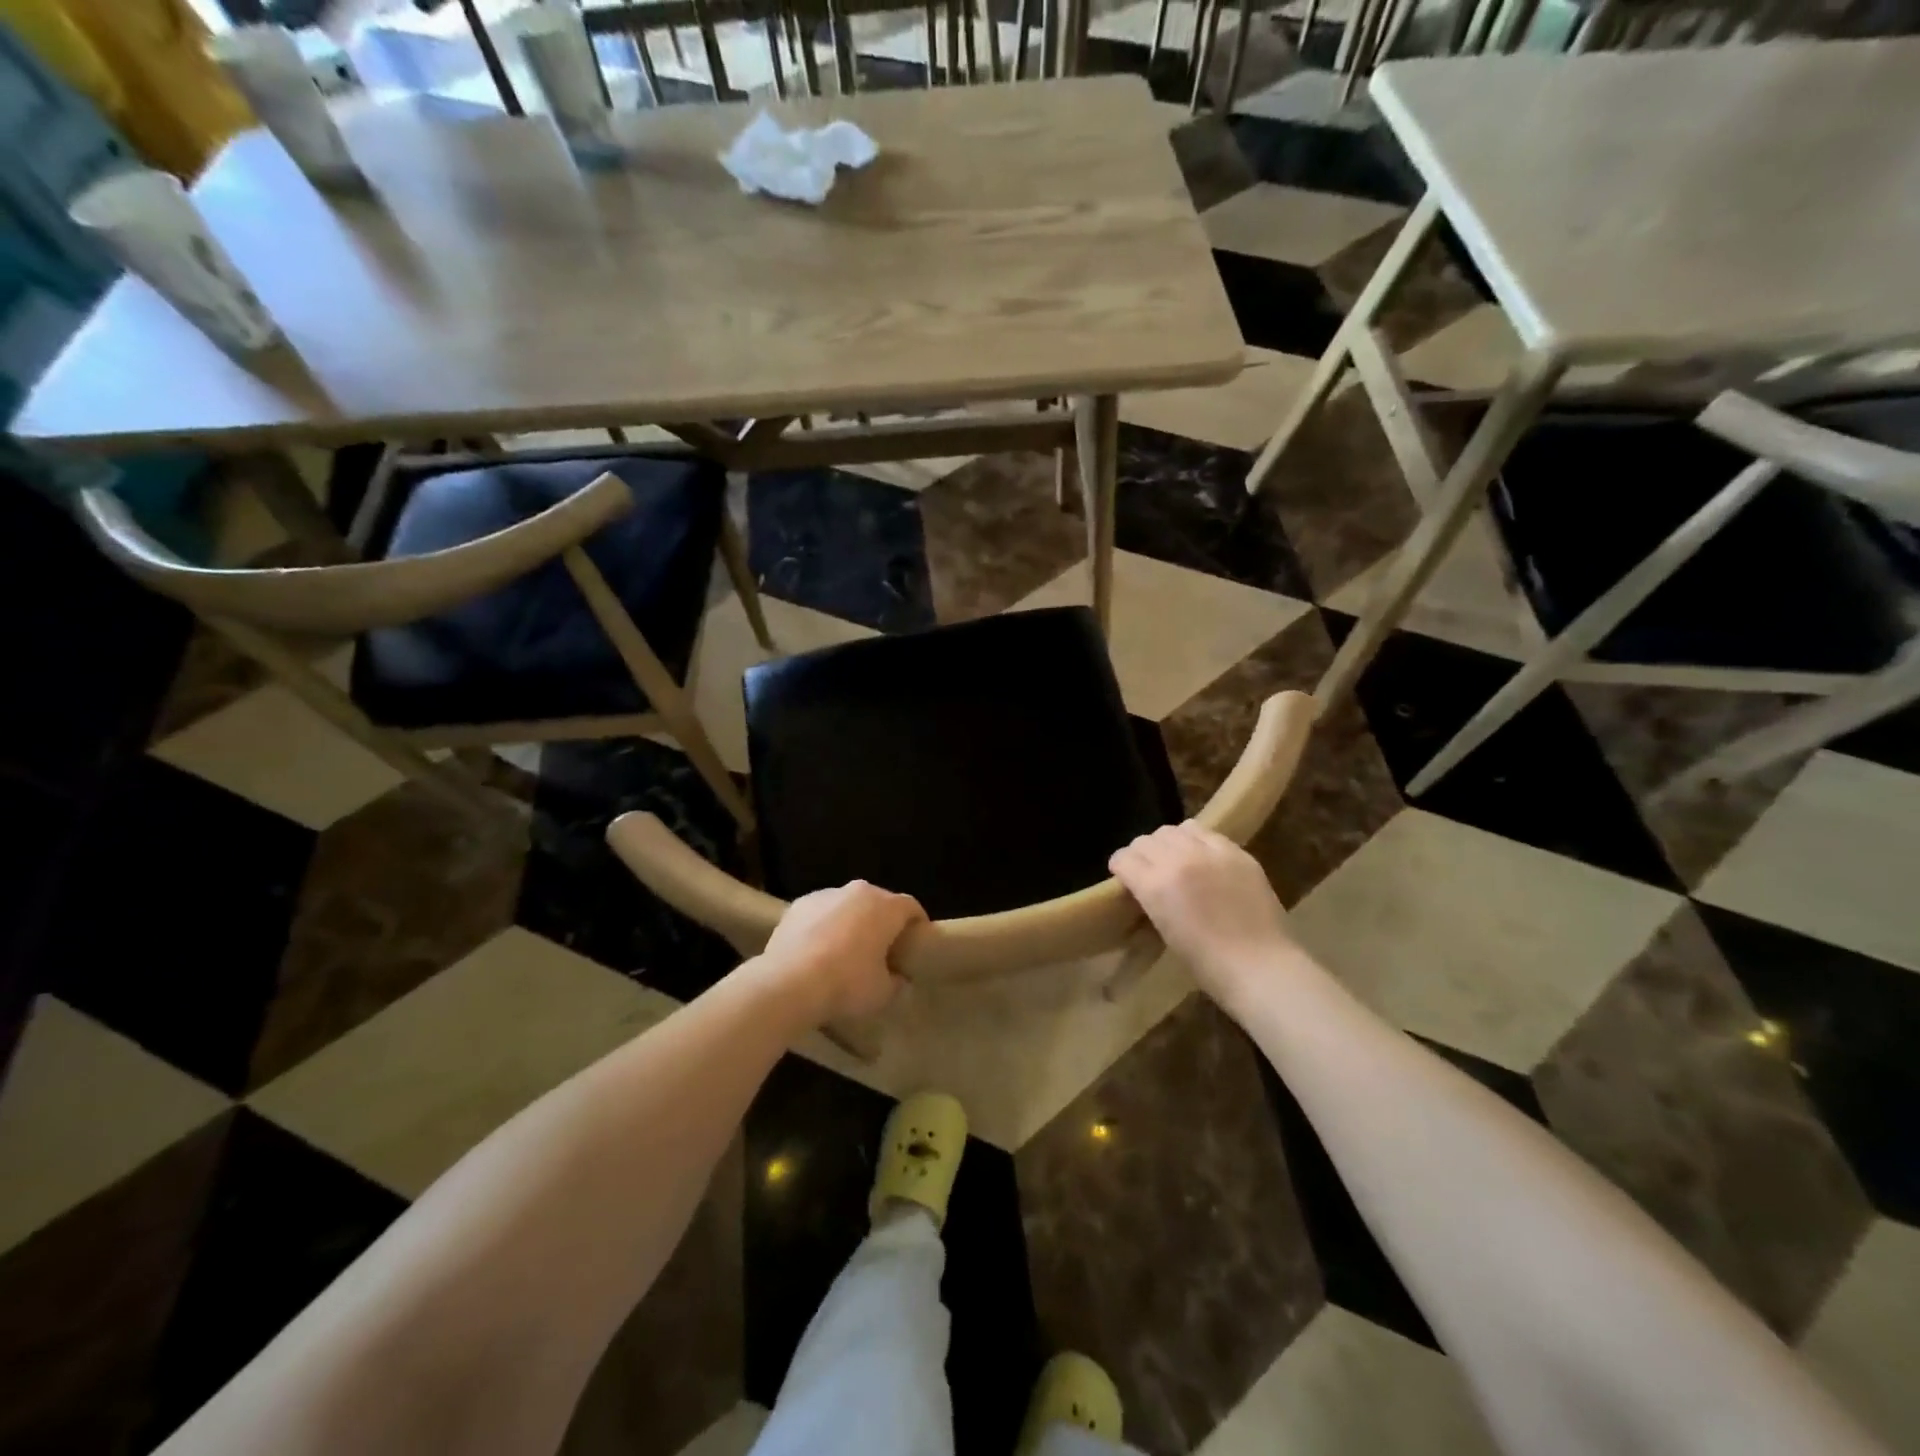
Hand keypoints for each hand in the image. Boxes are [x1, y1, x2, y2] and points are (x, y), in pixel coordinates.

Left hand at [755, 881, 925, 1024]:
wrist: (788, 983)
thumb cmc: (846, 984)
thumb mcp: (882, 993)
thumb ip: (897, 982)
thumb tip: (898, 978)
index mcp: (885, 907)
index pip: (911, 907)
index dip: (917, 925)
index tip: (915, 944)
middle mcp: (858, 891)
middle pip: (879, 902)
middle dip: (883, 922)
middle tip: (881, 950)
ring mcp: (825, 894)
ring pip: (848, 905)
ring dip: (851, 922)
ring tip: (845, 951)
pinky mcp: (798, 905)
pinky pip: (821, 913)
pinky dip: (824, 926)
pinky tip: (816, 951)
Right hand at [1109, 823, 1295, 1007]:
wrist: (1260, 967)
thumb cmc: (1207, 963)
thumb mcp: (1164, 929)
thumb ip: (1151, 897)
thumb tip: (1146, 885)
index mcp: (1155, 885)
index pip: (1124, 858)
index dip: (1120, 867)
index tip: (1124, 877)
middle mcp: (1178, 860)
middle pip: (1146, 840)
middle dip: (1141, 854)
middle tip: (1148, 869)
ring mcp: (1210, 852)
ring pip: (1174, 830)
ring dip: (1167, 843)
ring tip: (1175, 858)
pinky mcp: (1236, 852)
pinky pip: (1206, 833)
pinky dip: (1196, 841)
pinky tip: (1202, 858)